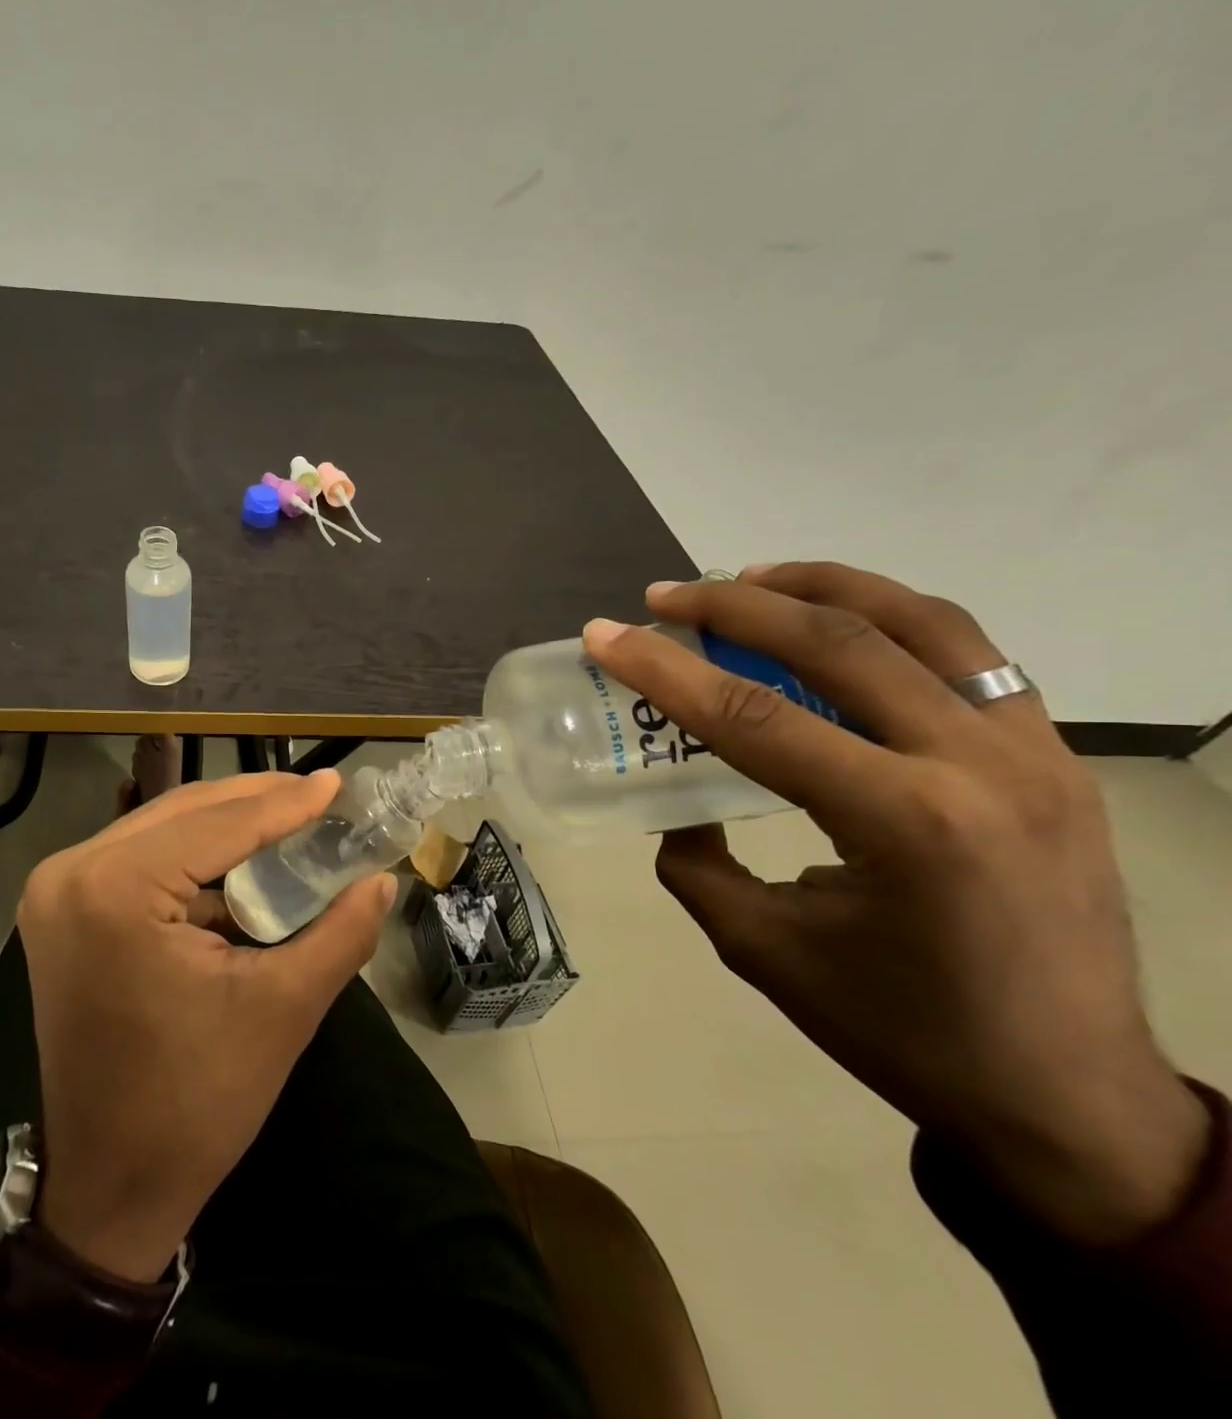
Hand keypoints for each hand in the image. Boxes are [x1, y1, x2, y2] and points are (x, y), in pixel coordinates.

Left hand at [16, 771, 396, 1280]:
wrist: (111, 1184)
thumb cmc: (196, 1102)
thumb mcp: (282, 1009)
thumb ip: (340, 933)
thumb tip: (381, 879)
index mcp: (114, 889)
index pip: (218, 825)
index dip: (285, 803)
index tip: (337, 783)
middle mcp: (71, 872)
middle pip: (182, 813)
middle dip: (254, 802)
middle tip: (318, 794)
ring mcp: (56, 890)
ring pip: (160, 830)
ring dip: (224, 824)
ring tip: (290, 817)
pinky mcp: (60, 910)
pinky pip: (138, 859)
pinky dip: (191, 855)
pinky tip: (240, 859)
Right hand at [584, 562, 1208, 1244]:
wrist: (1068, 1096)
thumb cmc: (901, 1031)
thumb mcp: (761, 949)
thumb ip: (697, 863)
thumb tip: (676, 807)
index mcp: (904, 824)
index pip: (753, 717)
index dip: (663, 669)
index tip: (604, 634)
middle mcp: (980, 766)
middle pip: (838, 643)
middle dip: (734, 605)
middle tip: (664, 597)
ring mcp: (1036, 751)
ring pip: (921, 622)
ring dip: (821, 586)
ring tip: (749, 578)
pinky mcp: (1057, 756)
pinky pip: (968, 654)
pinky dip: (889, 619)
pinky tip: (837, 626)